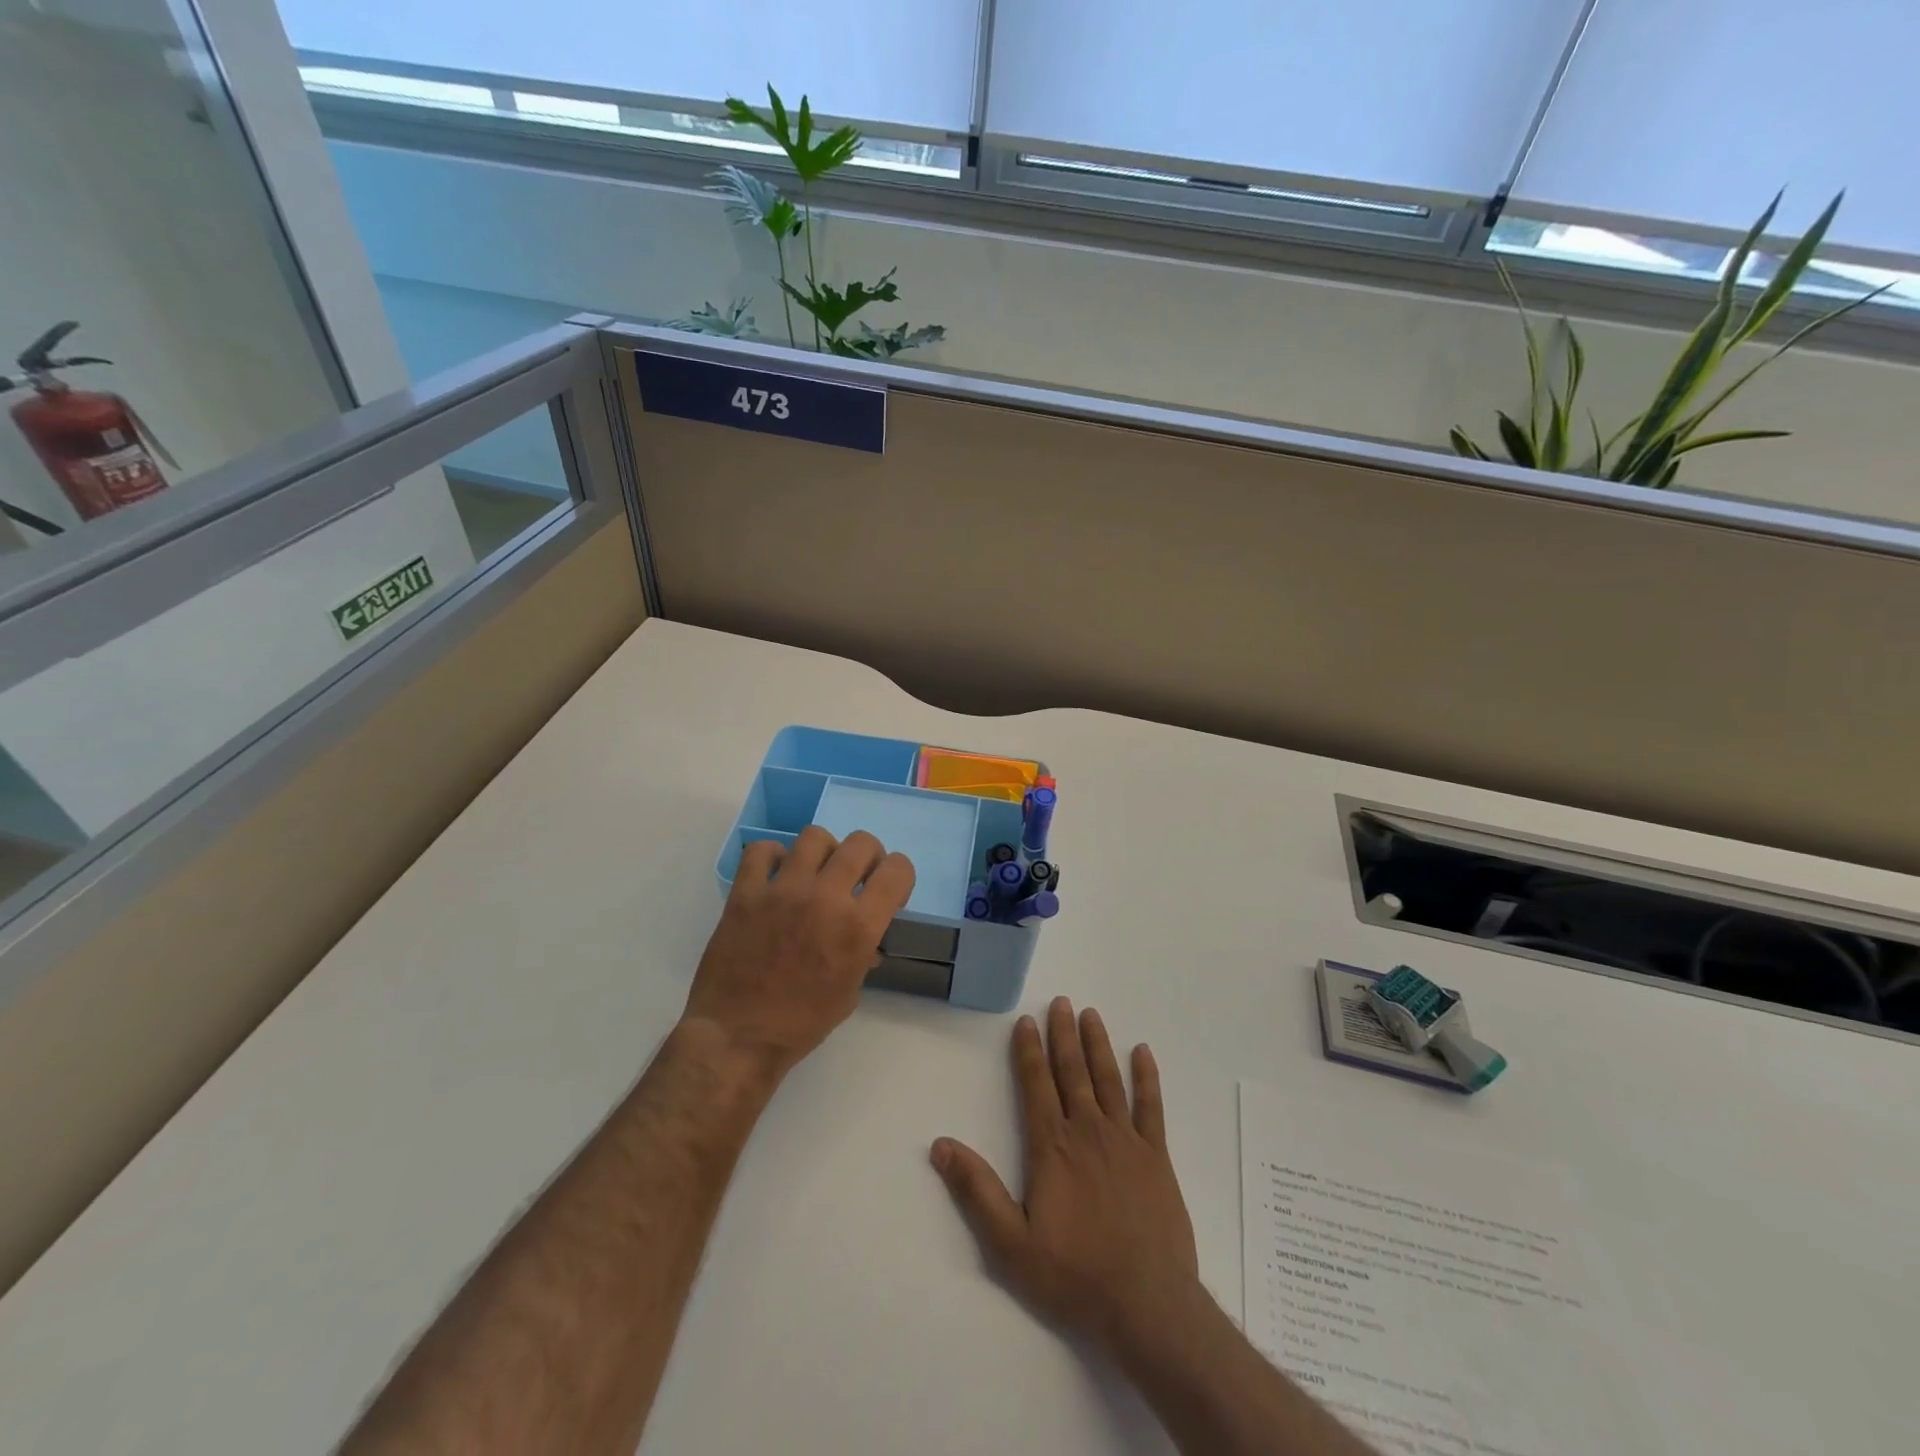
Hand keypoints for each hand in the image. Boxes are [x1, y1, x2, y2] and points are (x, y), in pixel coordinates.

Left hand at [684, 826, 914, 1082]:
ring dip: (824, 852)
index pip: (898, 870)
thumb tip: (866, 939)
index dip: (899, 876)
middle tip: (857, 877)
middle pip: (861, 843)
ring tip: (816, 872)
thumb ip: (863, 954)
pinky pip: (762, 849)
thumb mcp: (849, 992)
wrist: (738, 1037)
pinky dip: (773, 856)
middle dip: (868, 857)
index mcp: (859, 927)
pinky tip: (776, 875)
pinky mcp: (746, 892)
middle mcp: (826, 898)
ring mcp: (783, 890)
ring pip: (815, 836)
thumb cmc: (801, 1024)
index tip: (888, 891)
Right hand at [931, 997, 1200, 1355]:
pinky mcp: (1156, 1156)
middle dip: (1064, 1035)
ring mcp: (1125, 1140)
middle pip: (1072, 1071)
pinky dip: (1147, 1077)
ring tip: (1091, 1015)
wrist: (1146, 1304)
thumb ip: (976, 1190)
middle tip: (1061, 1002)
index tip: (1026, 1021)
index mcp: (1051, 1146)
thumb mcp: (1010, 1243)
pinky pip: (1151, 1106)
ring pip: (1108, 1079)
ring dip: (1098, 1045)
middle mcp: (1087, 1130)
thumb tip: (940, 1145)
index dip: (1029, 1050)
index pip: (1036, 1084)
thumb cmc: (1073, 1274)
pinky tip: (1143, 1052)